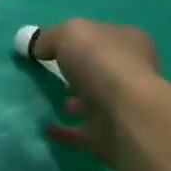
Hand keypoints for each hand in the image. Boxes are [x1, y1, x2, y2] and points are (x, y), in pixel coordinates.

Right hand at [34, 20, 163, 166]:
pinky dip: (67, 131)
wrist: (124, 116)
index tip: (54, 46)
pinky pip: (83, 131)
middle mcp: (132, 73)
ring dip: (76, 102)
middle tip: (51, 74)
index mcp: (130, 42)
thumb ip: (50, 37)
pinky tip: (47, 129)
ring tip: (52, 101)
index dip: (81, 38)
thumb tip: (38, 47)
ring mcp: (123, 106)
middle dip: (80, 71)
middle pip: (101, 69)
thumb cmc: (102, 63)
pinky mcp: (111, 135)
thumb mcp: (69, 34)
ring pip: (96, 101)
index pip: (104, 35)